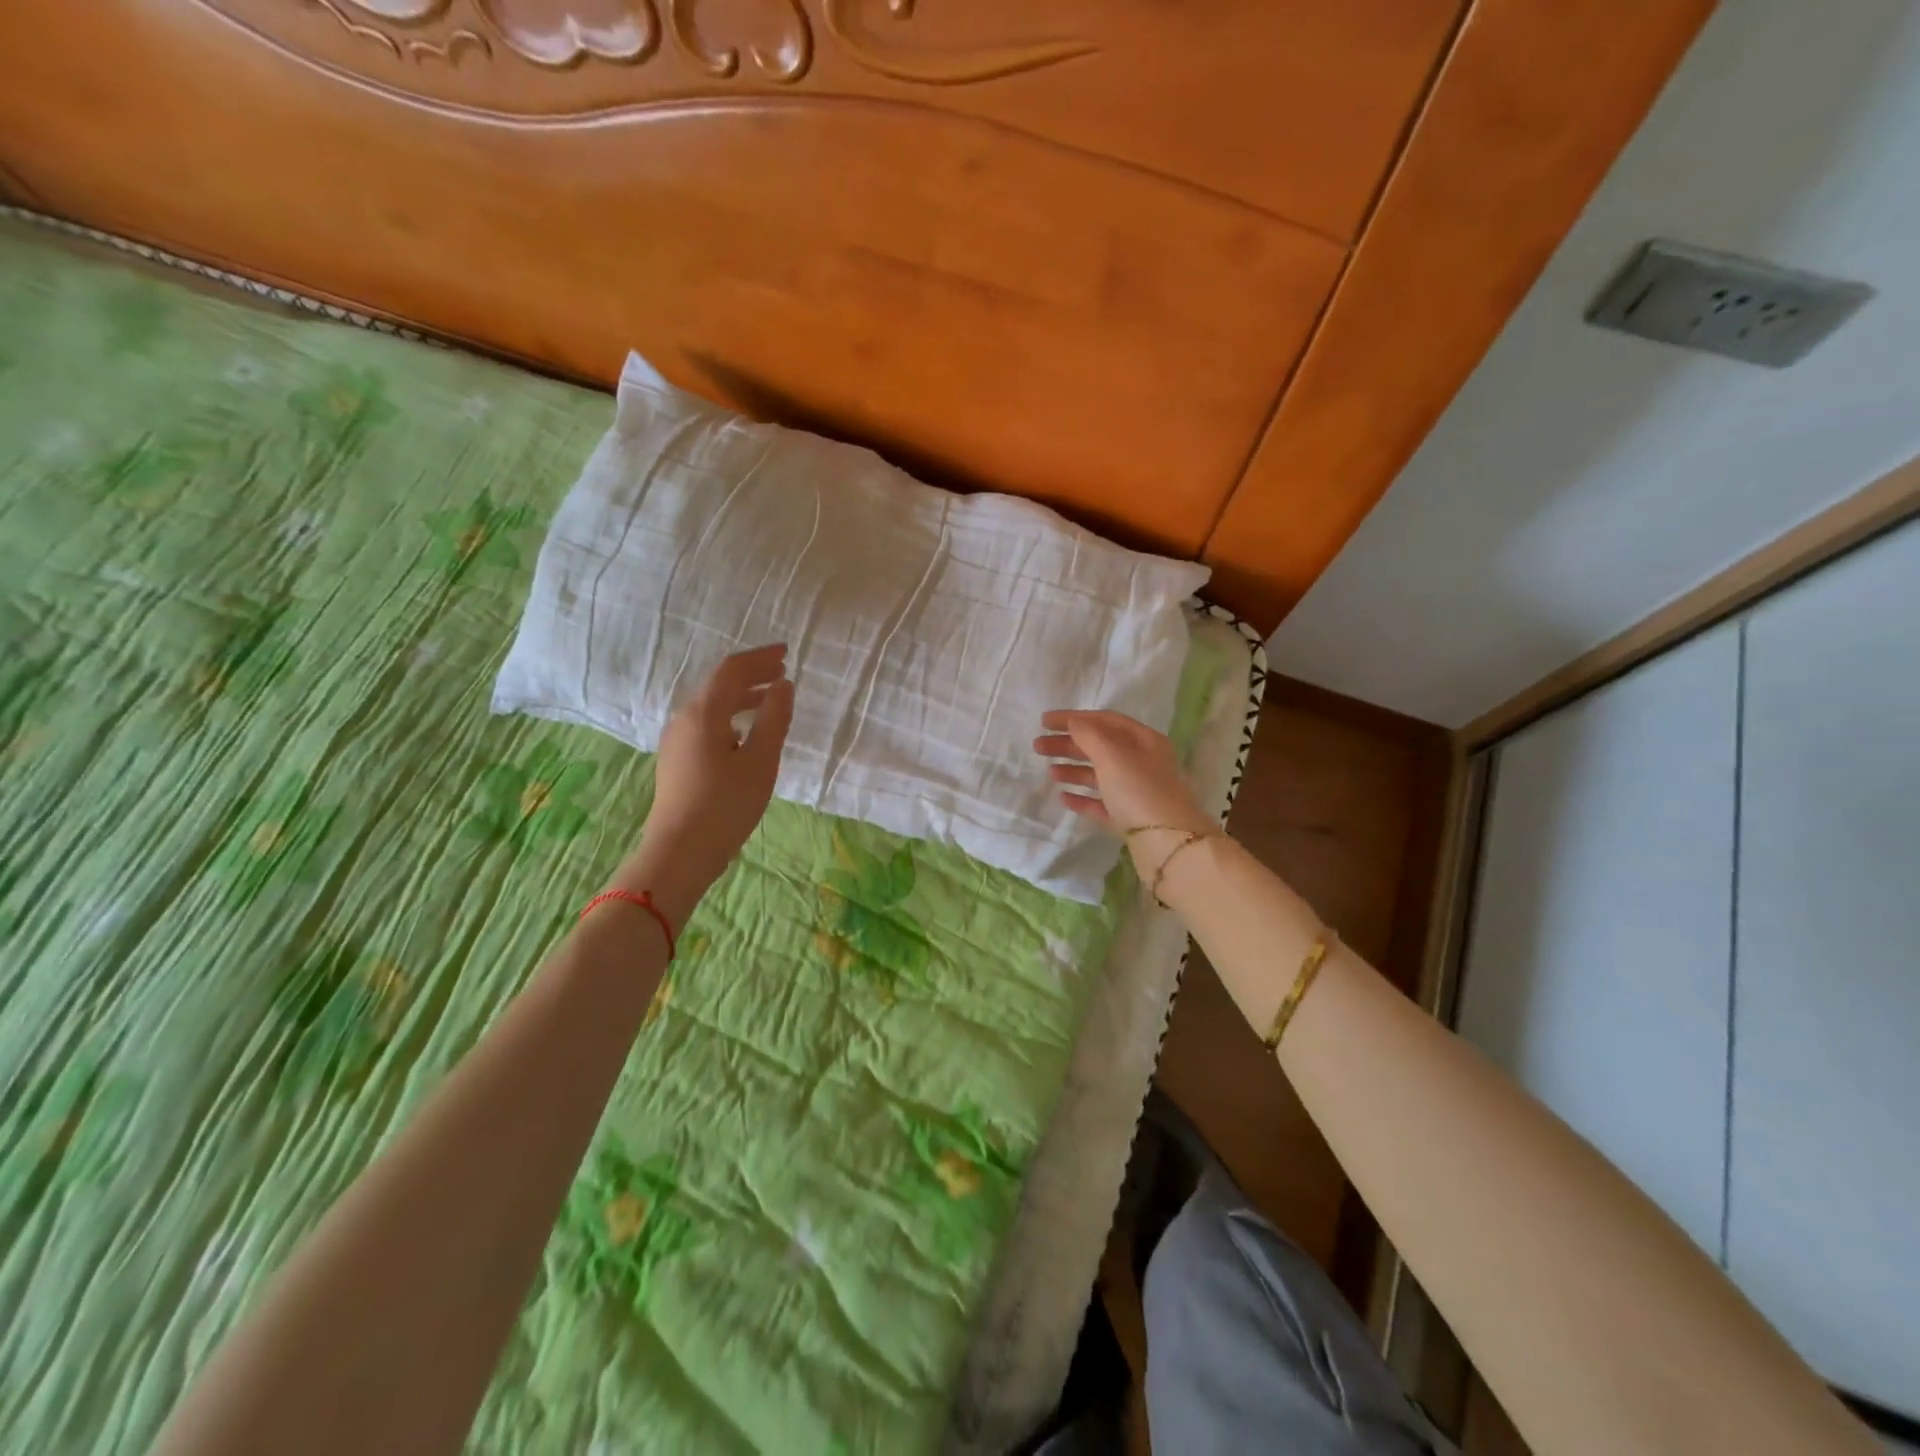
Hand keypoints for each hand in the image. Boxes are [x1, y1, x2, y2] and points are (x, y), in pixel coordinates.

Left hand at [609, 644, 794, 926]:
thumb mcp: (760, 761)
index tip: (786, 654)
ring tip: (769, 700)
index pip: (732, 670)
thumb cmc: (725, 805)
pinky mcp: (677, 760)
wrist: (680, 853)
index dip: (760, 658)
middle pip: (719, 684)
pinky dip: (730, 717)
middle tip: (782, 674)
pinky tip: (745, 734)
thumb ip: (773, 719)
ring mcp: (676, 740)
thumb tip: (783, 686)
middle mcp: (684, 719)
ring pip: (711, 705)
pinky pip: (706, 724)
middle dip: (751, 675)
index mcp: (703, 713)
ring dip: (741, 697)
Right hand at [1032, 710, 1212, 838]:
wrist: (1168, 842)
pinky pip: (1102, 803)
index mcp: (1144, 740)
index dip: (1074, 718)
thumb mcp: (1113, 755)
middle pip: (1100, 747)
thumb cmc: (1139, 789)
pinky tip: (1064, 798)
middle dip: (1068, 744)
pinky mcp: (1130, 818)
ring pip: (1100, 775)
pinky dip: (1083, 798)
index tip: (1044, 721)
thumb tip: (1073, 722)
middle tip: (1038, 746)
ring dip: (1073, 770)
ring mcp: (1137, 792)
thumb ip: (1089, 735)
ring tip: (1050, 773)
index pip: (1105, 721)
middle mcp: (1142, 762)